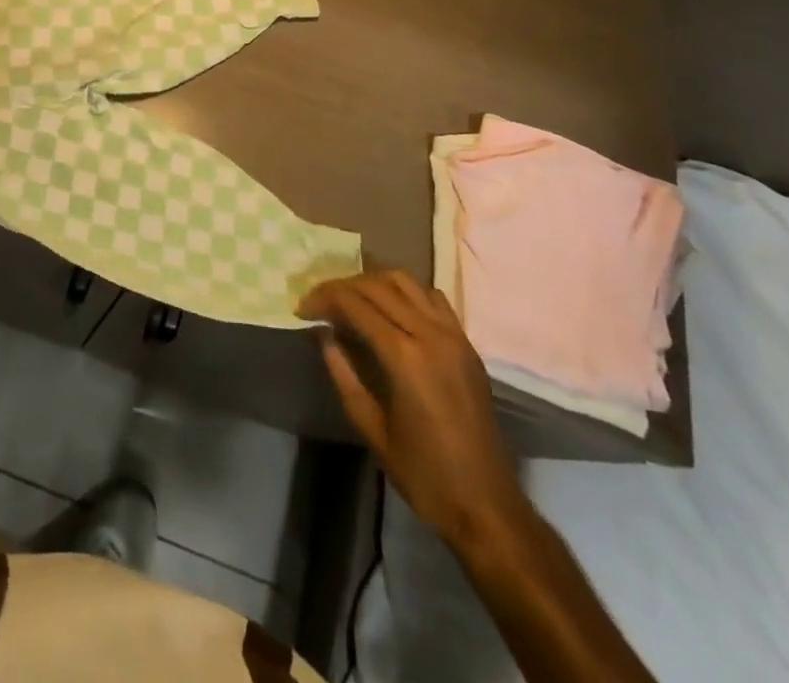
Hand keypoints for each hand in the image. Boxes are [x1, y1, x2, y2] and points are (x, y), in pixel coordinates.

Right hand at [300, 270, 523, 546]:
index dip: (323, 298)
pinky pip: (432, 298)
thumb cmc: (424, 474)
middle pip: (377, 285)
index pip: (355, 303)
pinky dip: (405, 292)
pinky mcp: (467, 344)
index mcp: (404, 356)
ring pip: (406, 282)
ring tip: (351, 299)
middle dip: (342, 286)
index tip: (301, 309)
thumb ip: (343, 374)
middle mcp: (430, 334)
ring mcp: (453, 336)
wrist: (487, 506)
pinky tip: (391, 309)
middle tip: (319, 302)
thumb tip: (323, 334)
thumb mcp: (371, 427)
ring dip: (373, 282)